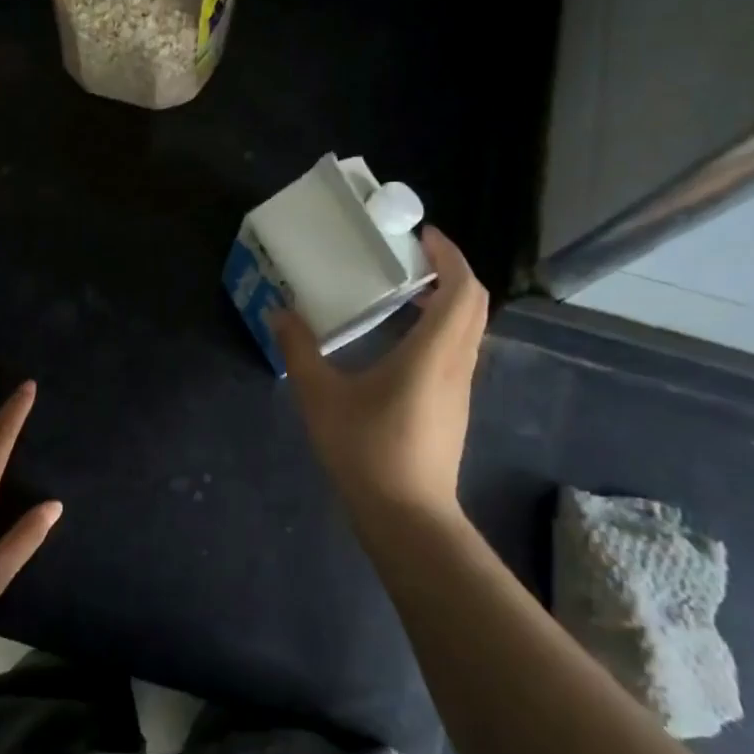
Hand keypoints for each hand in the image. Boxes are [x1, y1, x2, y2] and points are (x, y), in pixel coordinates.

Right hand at [272, 227, 489, 530]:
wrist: (407, 517)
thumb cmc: (366, 451)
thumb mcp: (321, 398)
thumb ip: (300, 350)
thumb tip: (279, 312)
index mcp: (432, 352)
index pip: (462, 288)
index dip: (450, 255)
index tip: (421, 236)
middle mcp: (456, 363)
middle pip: (474, 303)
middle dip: (452, 271)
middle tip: (413, 257)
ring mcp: (460, 388)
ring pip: (469, 328)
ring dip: (448, 300)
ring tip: (405, 291)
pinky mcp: (454, 407)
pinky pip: (459, 350)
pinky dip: (442, 328)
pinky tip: (403, 341)